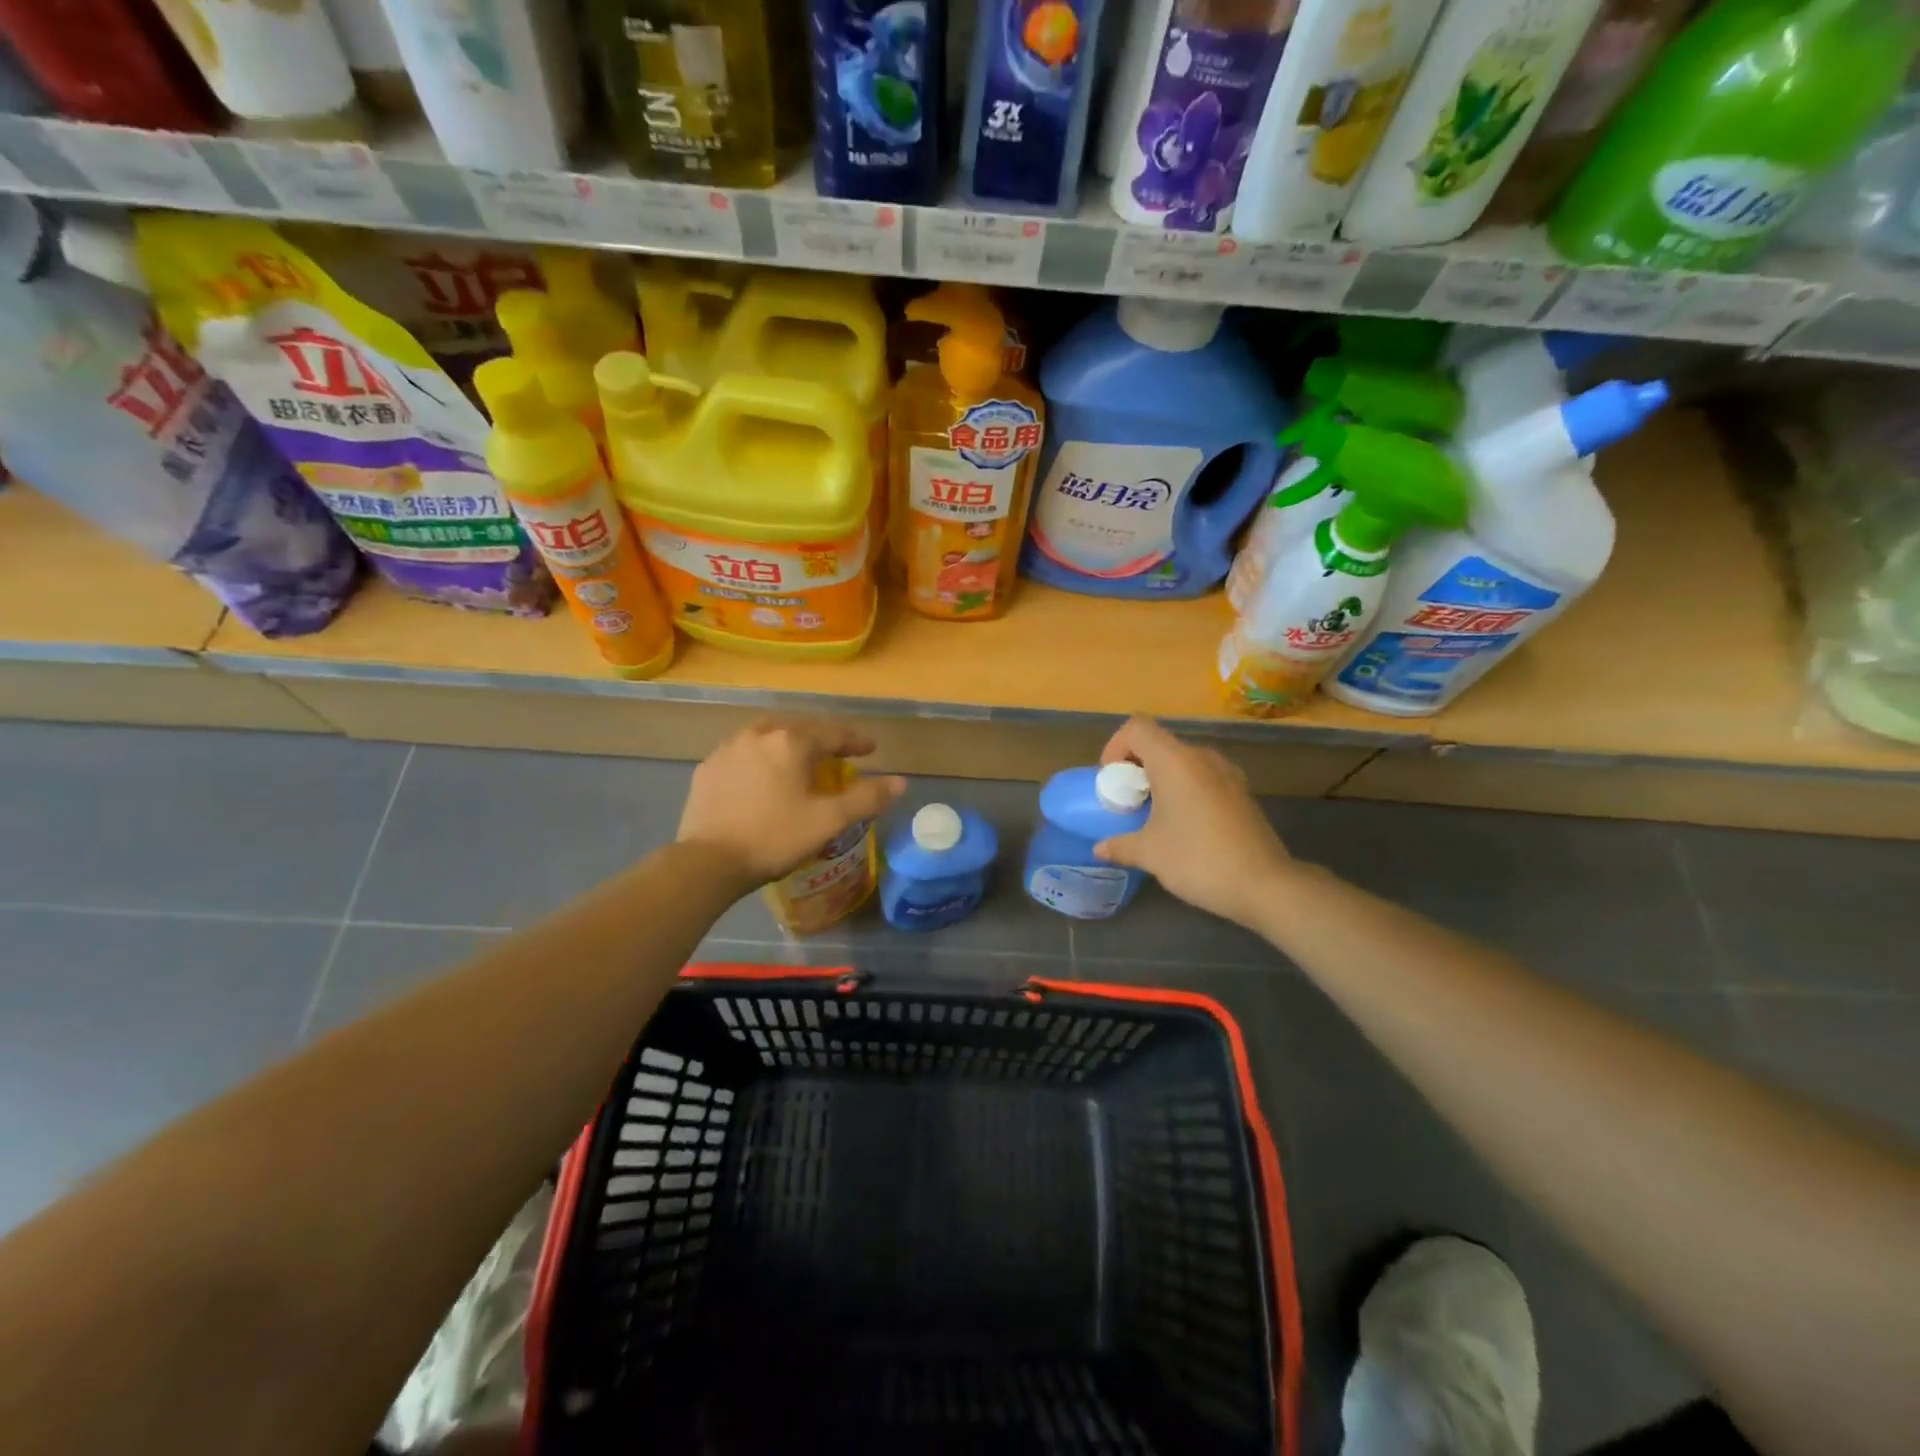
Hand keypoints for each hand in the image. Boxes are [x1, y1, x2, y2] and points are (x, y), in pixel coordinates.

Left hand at [677, 719, 905, 892]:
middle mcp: (759, 734)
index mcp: (791, 742)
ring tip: (798, 761)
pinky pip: (743, 753)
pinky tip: (761, 777)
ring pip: (767, 736)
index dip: (855, 741)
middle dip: (821, 739)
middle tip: (836, 755)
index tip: (870, 750)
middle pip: (799, 728)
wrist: (707, 862)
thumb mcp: (828, 821)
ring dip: (788, 744)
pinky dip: (760, 758)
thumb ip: (867, 798)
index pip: (832, 733)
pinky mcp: (708, 768)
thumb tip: (900, 782)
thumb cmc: (774, 837)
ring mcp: (728, 749)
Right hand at [1093, 717, 1295, 928]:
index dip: (1116, 746)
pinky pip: (1203, 777)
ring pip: (1183, 761)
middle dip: (1136, 767)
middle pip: (1159, 743)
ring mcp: (1227, 773)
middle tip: (1128, 801)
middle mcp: (1202, 757)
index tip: (1112, 781)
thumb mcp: (1150, 854)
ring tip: (1153, 815)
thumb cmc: (1198, 859)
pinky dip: (1185, 790)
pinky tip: (1184, 825)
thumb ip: (1120, 845)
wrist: (1264, 885)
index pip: (1137, 727)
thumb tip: (1100, 848)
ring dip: (1161, 779)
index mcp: (1175, 761)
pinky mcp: (1242, 792)